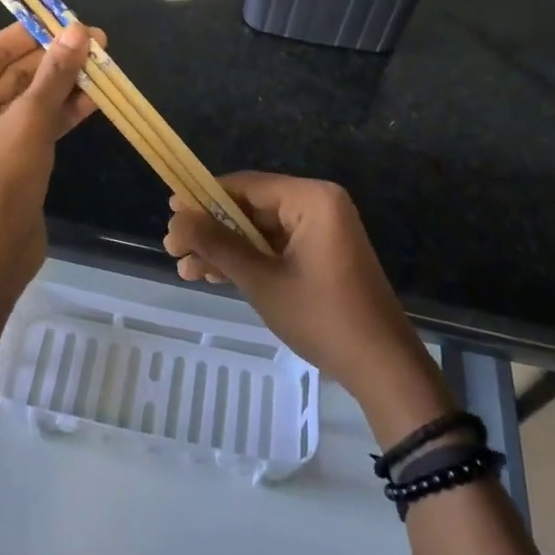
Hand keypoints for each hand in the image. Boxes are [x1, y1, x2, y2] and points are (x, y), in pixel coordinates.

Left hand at [0, 22, 98, 290]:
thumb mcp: (26, 123)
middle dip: (56, 59)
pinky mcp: (14, 160)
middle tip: (99, 43)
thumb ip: (54, 75)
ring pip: (32, 99)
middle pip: (15, 73)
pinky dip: (65, 111)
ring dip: (65, 84)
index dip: (33, 32)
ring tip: (106, 65)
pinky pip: (40, 125)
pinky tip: (97, 98)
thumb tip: (79, 30)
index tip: (70, 19)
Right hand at [164, 172, 454, 439]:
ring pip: (259, 230)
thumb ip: (217, 244)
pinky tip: (214, 275)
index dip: (204, 198)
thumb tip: (175, 217)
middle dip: (211, 230)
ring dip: (224, 249)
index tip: (170, 213)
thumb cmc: (323, 317)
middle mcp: (318, 204)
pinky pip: (275, 246)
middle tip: (174, 249)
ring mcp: (322, 230)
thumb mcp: (262, 280)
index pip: (245, 185)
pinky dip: (247, 260)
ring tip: (186, 269)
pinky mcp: (321, 253)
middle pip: (250, 207)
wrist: (383, 369)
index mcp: (311, 198)